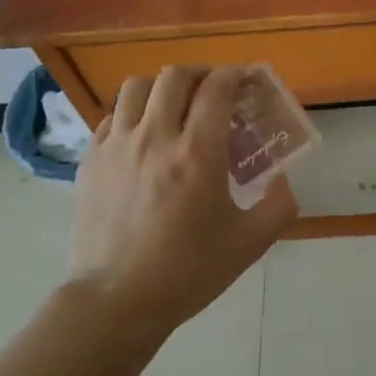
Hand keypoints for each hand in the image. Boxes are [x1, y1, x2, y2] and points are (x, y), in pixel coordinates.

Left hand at [69, 65, 296, 334]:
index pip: (216, 88)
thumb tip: (284, 178)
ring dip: (163, 87)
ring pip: (137, 87)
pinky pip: (112, 116)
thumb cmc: (188, 272)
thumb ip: (279, 205)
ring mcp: (116, 146)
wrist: (116, 301)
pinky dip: (133, 112)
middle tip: (215, 91)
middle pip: (176, 76)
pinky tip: (144, 134)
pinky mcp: (91, 160)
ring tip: (176, 106)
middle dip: (202, 74)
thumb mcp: (249, 243)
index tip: (247, 79)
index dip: (235, 74)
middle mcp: (154, 137)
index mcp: (197, 154)